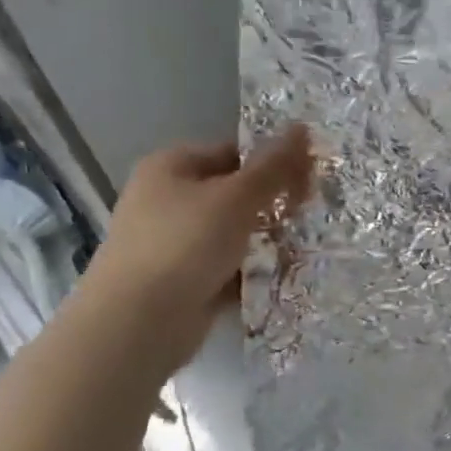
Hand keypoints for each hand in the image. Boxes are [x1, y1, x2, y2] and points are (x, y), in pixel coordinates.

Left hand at [74, 125, 312, 374]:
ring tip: (306, 248)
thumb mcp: (236, 197)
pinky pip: (227, 268)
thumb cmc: (184, 244)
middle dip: (273, 206)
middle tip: (313, 215)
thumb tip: (302, 127)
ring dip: (266, 241)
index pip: (233, 152)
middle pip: (234, 193)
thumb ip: (273, 166)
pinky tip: (281, 278)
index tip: (311, 180)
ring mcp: (173, 243)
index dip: (273, 162)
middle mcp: (167, 199)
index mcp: (172, 167)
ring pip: (233, 233)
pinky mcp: (182, 281)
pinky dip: (250, 272)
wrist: (137, 323)